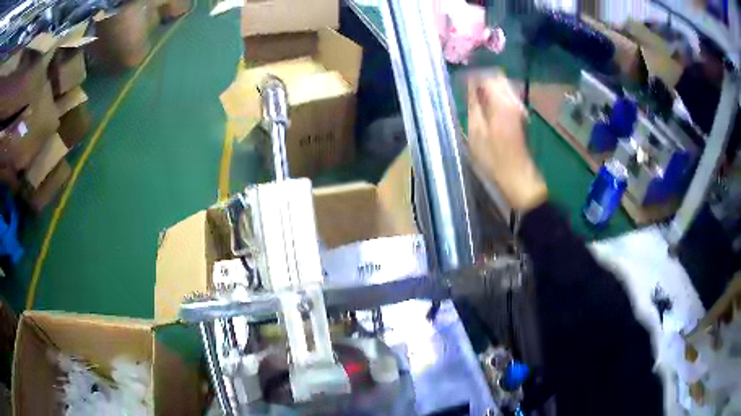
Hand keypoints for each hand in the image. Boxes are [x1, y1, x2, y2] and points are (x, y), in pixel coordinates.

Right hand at [468, 72, 547, 211]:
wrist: (517, 176)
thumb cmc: (493, 157)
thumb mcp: (476, 130)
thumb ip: (473, 103)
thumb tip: (469, 84)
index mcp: (501, 102)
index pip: (486, 76)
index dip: (472, 76)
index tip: (460, 82)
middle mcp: (513, 100)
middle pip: (496, 78)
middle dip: (481, 79)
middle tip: (466, 89)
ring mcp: (519, 107)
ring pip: (502, 86)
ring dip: (488, 88)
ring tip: (473, 98)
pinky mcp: (520, 115)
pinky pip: (506, 97)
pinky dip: (495, 97)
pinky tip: (485, 107)